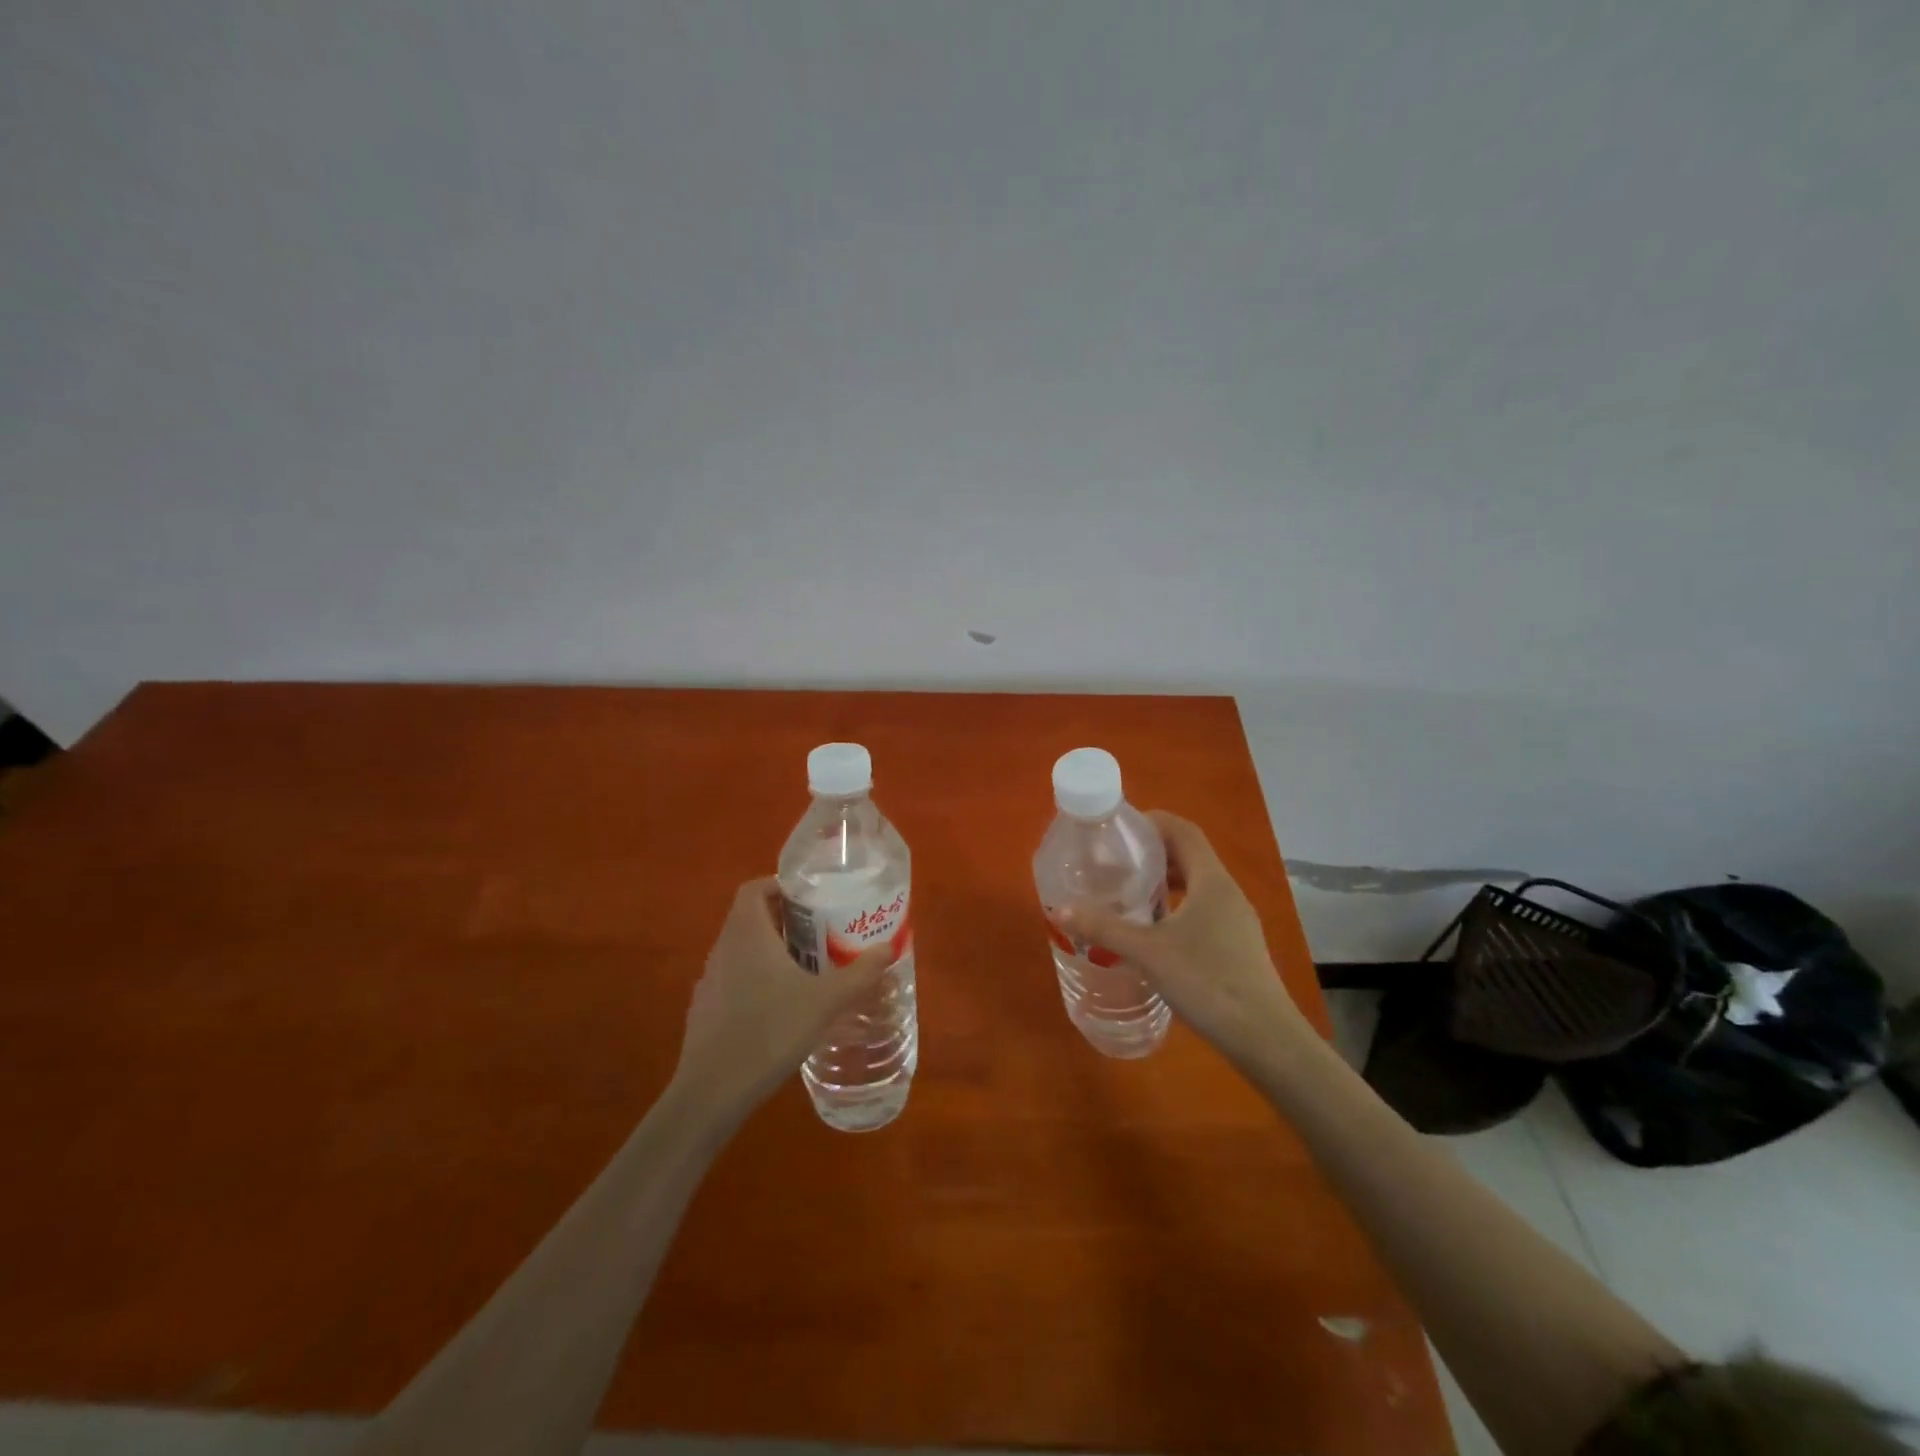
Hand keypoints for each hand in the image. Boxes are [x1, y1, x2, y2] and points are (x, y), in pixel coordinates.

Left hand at [672, 879, 892, 1119]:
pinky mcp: (705, 1009)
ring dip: (769, 950)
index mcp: (747, 933)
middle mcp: (723, 948)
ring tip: (804, 967)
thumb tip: (888, 948)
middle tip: (819, 932)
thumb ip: (860, 973)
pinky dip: (755, 979)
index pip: (754, 888)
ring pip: (741, 949)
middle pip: (750, 917)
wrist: (713, 1090)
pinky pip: (733, 978)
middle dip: (784, 920)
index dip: (779, 885)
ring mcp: (710, 980)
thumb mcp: (825, 1001)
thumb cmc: (771, 1031)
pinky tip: (778, 1006)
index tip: (809, 898)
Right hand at [1055, 812, 1308, 1066]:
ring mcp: (1236, 920)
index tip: (1120, 828)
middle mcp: (1228, 892)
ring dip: (1166, 881)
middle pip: (1190, 855)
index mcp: (1211, 881)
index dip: (1153, 822)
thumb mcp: (1147, 953)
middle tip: (1116, 861)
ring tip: (1130, 893)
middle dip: (1153, 852)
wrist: (1264, 1038)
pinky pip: (1204, 909)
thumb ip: (1103, 928)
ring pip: (1198, 885)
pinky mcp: (1238, 945)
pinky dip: (1177, 907)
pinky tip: (1155, 932)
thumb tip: (1058, 910)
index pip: (1184, 830)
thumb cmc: (1206, 981)